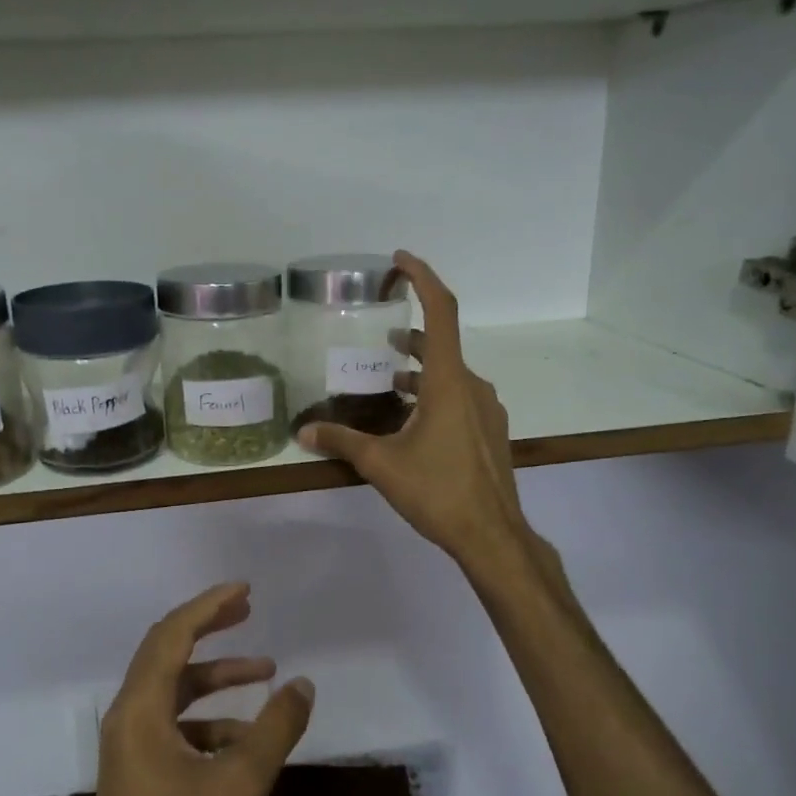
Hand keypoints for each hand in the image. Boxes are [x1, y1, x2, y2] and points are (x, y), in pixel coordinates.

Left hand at [73, 582, 314, 795]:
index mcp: (140, 710)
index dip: (208, 606)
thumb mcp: (238, 787)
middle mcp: (127, 718)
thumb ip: (274, 730)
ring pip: (173, 693)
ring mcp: (128, 749)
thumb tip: (303, 684)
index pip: (172, 635)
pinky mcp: (137, 775)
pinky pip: (173, 727)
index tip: (244, 590)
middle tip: (248, 610)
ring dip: (215, 678)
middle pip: (166, 653)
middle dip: (209, 629)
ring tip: (264, 674)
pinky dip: (208, 720)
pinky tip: (244, 740)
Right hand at [297, 250, 527, 565]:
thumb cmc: (437, 491)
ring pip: (450, 373)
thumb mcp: (381, 464)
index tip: (400, 260)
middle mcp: (471, 386)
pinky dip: (433, 392)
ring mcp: (485, 409)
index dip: (423, 278)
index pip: (441, 312)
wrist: (492, 535)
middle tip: (381, 333)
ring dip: (421, 368)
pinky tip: (412, 418)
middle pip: (442, 343)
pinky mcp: (489, 431)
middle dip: (412, 333)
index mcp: (448, 382)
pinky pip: (458, 396)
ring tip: (389, 376)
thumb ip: (341, 441)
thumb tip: (303, 433)